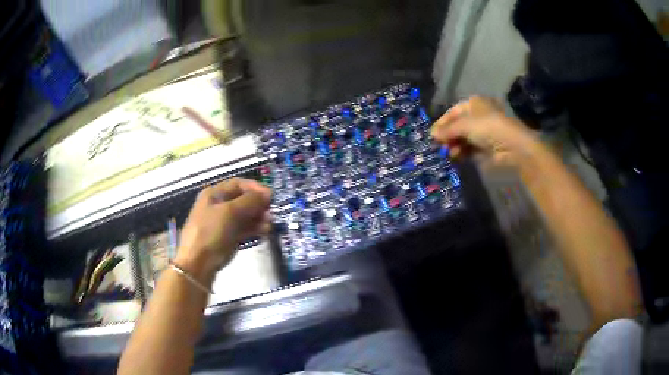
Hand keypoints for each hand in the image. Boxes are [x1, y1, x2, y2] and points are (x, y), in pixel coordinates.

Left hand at [175, 178, 271, 281]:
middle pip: (243, 199)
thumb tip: (267, 194)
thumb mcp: (229, 212)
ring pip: (246, 215)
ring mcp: (224, 222)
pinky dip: (255, 229)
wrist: (198, 262)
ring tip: (270, 224)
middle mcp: (219, 205)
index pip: (238, 184)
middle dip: (258, 204)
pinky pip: (245, 229)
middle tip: (272, 212)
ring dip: (259, 217)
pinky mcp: (229, 237)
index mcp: (214, 194)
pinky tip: (265, 231)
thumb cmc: (210, 232)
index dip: (255, 187)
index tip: (271, 196)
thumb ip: (249, 201)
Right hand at [430, 96, 540, 165]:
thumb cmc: (488, 128)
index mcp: (474, 103)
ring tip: (450, 153)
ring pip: (464, 138)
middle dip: (448, 136)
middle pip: (458, 125)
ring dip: (455, 145)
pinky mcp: (487, 146)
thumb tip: (432, 134)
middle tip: (440, 146)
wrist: (512, 146)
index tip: (432, 135)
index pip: (453, 112)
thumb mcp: (464, 125)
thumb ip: (447, 130)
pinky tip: (458, 157)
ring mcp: (484, 131)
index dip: (442, 122)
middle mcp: (478, 115)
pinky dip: (463, 152)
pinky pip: (471, 148)